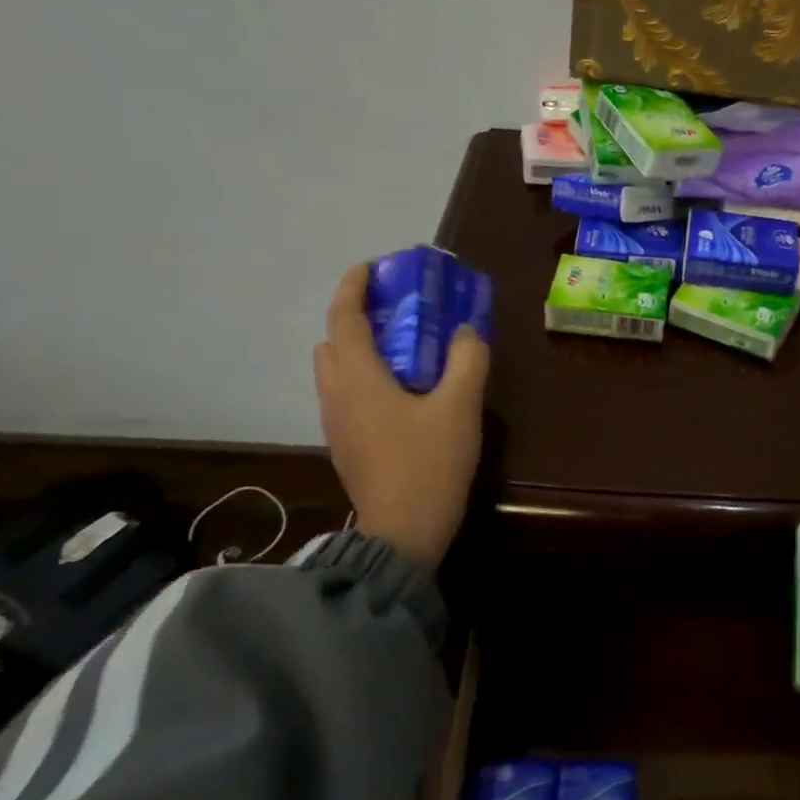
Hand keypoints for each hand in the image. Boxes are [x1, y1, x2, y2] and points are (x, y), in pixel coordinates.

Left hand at [312, 262, 489, 570]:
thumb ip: (467, 360)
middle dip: (357, 318)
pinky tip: (402, 395)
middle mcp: (336, 394)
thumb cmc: (429, 463)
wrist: (402, 532)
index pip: (344, 316)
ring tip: (402, 353)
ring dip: (360, 350)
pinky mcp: (345, 445)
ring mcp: (335, 423)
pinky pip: (346, 396)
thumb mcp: (460, 407)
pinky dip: (364, 379)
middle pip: (333, 341)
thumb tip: (466, 331)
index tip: (374, 267)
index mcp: (358, 377)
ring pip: (336, 371)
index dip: (355, 285)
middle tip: (397, 313)